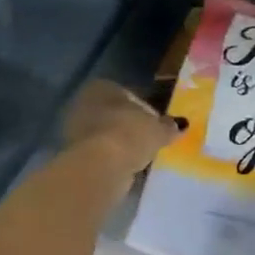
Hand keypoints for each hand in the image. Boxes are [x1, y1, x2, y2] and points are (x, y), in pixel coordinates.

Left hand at [62, 80, 181, 174]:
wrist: (100, 166)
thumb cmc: (130, 134)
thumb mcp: (158, 129)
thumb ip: (169, 126)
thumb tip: (181, 124)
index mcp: (103, 87)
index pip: (128, 94)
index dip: (145, 109)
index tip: (156, 124)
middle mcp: (85, 103)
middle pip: (114, 114)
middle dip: (130, 126)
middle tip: (149, 140)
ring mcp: (75, 129)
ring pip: (106, 134)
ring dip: (121, 143)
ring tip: (140, 156)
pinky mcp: (73, 155)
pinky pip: (100, 153)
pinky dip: (112, 159)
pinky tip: (126, 168)